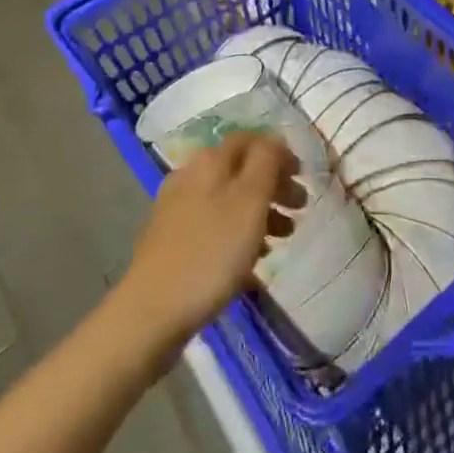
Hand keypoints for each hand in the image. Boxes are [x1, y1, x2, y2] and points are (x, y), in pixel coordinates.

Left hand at [115, 133, 300, 358]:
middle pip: (241, 169)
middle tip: (300, 208)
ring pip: (228, 199)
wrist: (151, 312)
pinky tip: (252, 260)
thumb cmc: (210, 253)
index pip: (251, 139)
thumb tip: (274, 140)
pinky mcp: (172, 241)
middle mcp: (190, 176)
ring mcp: (177, 209)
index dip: (279, 153)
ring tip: (284, 237)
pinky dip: (238, 234)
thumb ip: (267, 162)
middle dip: (274, 184)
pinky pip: (215, 225)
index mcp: (209, 160)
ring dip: (260, 211)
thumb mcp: (250, 201)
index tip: (303, 176)